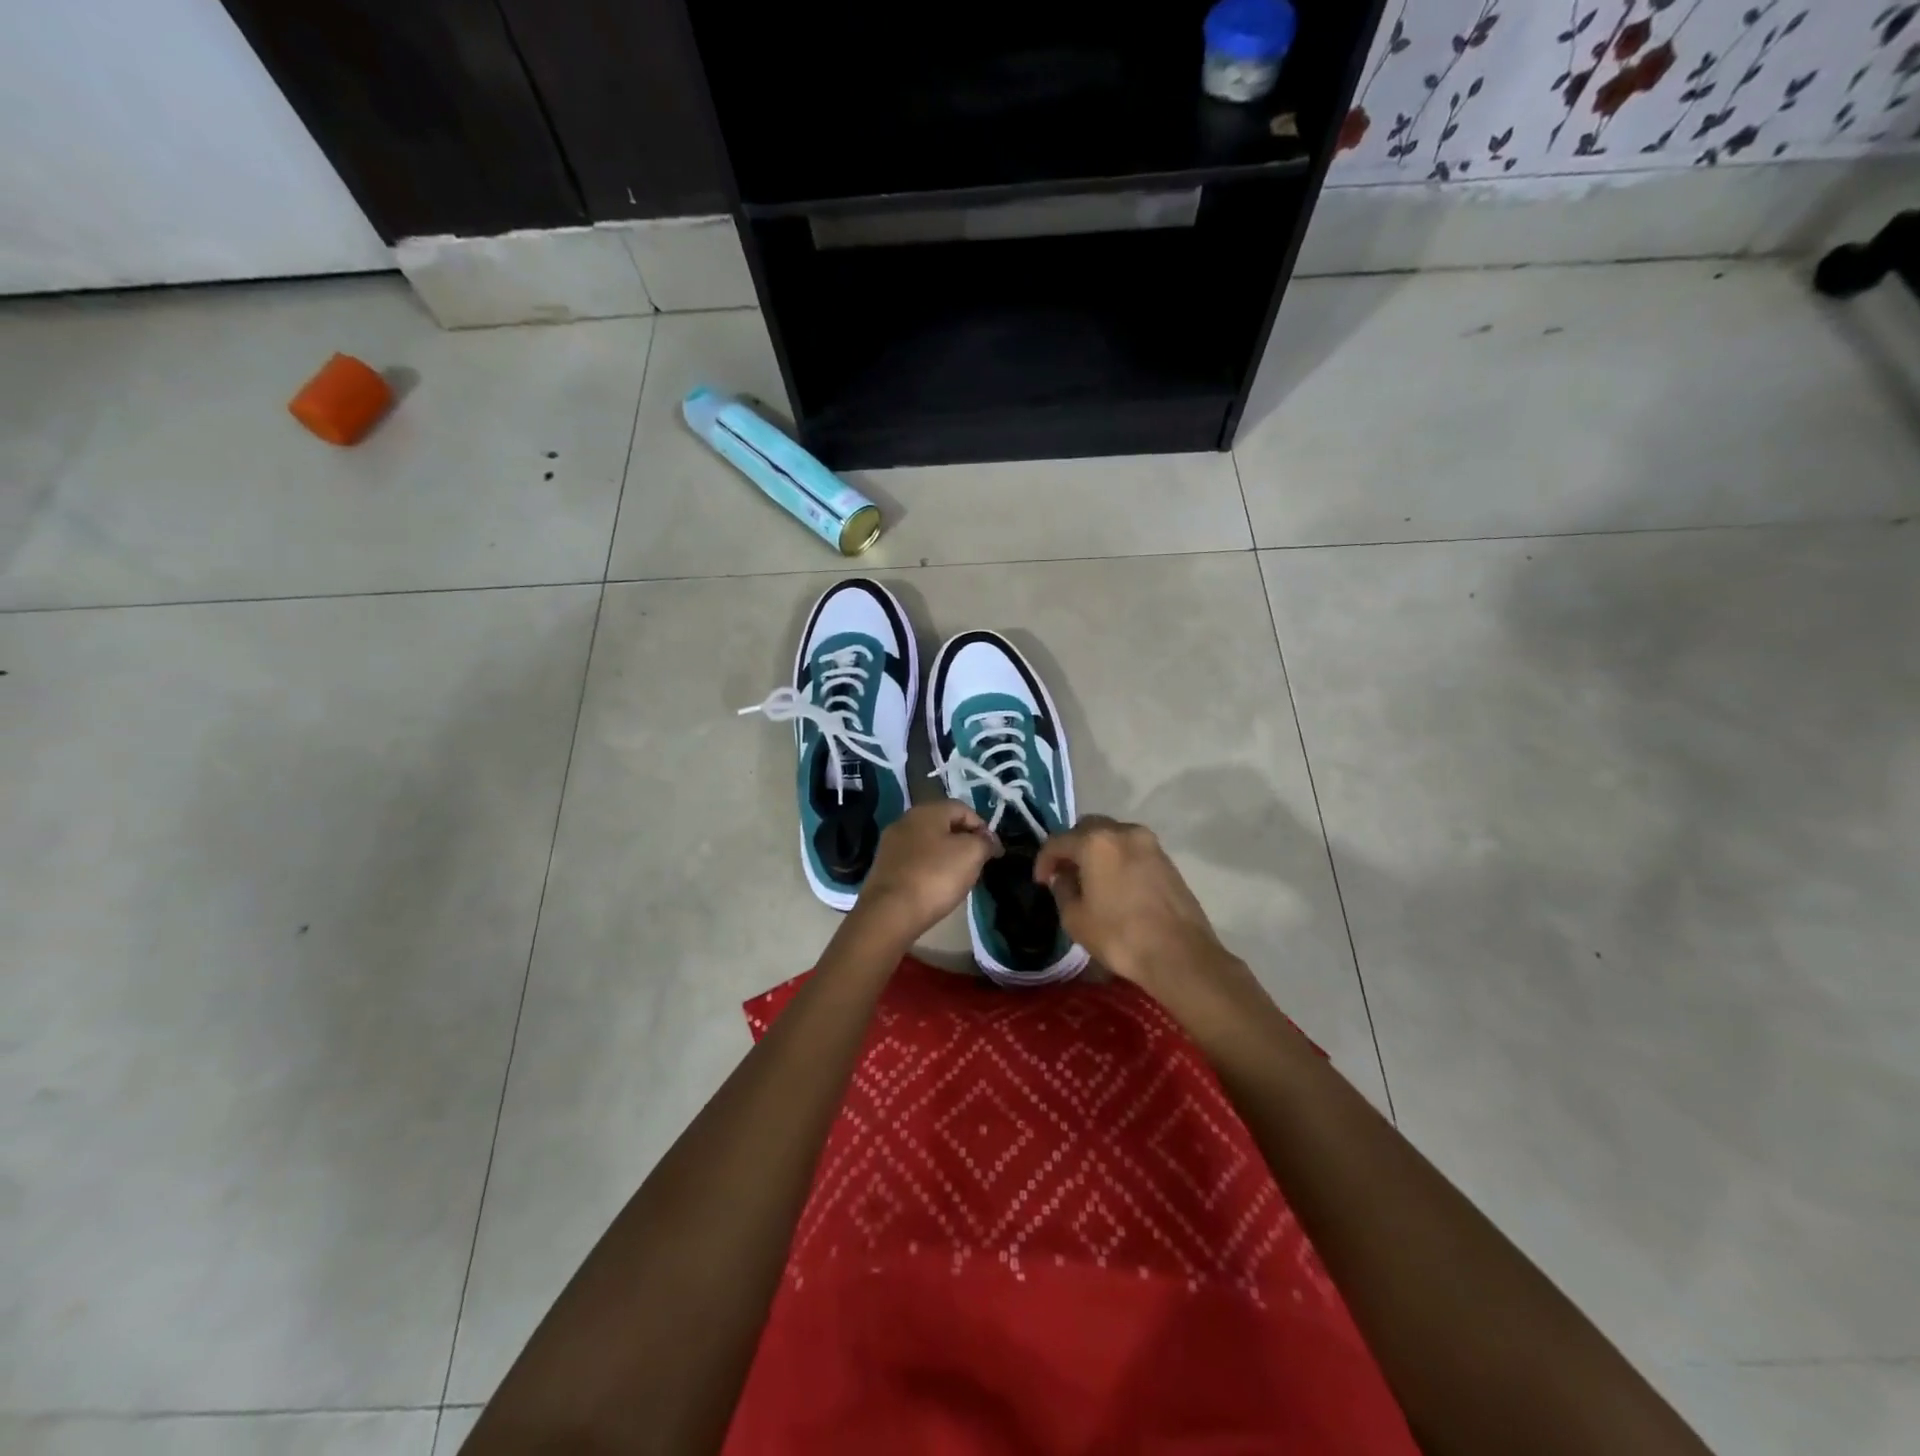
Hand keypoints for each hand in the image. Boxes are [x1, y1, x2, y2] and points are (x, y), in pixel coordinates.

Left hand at [850, 802, 998, 944]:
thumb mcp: (972, 854)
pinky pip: (914, 860)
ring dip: (947, 855)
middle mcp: (905, 820)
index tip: (994, 852)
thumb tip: (988, 840)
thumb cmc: (935, 876)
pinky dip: (929, 868)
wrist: (890, 912)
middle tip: (978, 863)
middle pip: (944, 824)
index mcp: (927, 810)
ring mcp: (891, 844)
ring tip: (959, 877)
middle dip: (964, 841)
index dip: (983, 827)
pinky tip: (935, 886)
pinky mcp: (884, 866)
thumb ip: (985, 842)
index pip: (963, 809)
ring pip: (928, 843)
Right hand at [1033, 816, 1245, 1004]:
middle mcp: (1123, 832)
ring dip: (1096, 852)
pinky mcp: (1167, 859)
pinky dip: (1117, 859)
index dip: (1044, 860)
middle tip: (1064, 874)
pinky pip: (1132, 849)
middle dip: (1071, 848)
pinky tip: (1115, 885)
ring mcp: (1150, 843)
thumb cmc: (1120, 936)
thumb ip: (1062, 890)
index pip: (1058, 841)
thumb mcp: (1076, 919)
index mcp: (1096, 842)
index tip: (1041, 882)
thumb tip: (1064, 877)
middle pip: (1087, 828)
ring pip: (1112, 836)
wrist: (1180, 955)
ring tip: (1090, 880)